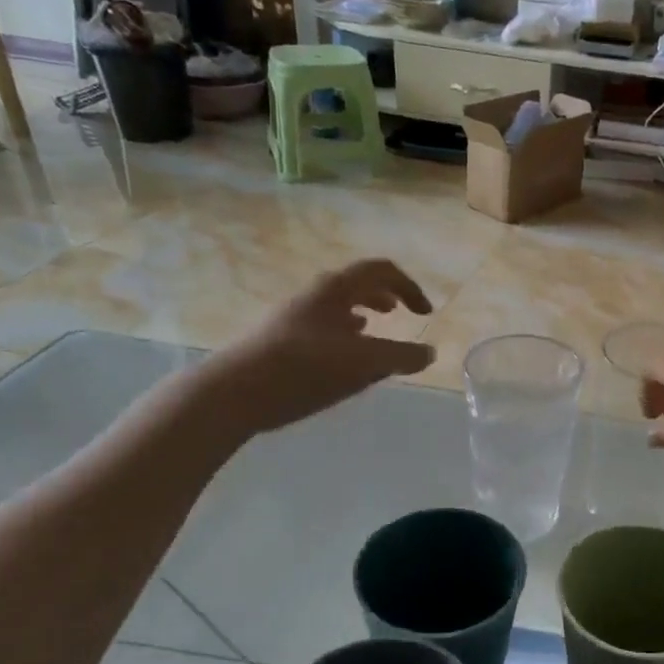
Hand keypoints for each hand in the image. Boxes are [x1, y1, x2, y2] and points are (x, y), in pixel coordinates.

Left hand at [198, 260, 433, 433]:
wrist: (234, 392)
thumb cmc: (305, 368)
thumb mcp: (364, 364)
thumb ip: (401, 357)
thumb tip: (429, 353)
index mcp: (336, 289)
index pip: (381, 271)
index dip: (409, 287)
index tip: (425, 314)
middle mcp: (314, 294)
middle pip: (357, 284)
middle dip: (385, 296)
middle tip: (402, 314)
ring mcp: (294, 316)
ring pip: (337, 306)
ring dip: (363, 314)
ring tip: (375, 334)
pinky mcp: (280, 340)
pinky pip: (322, 327)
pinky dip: (342, 335)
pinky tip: (342, 359)